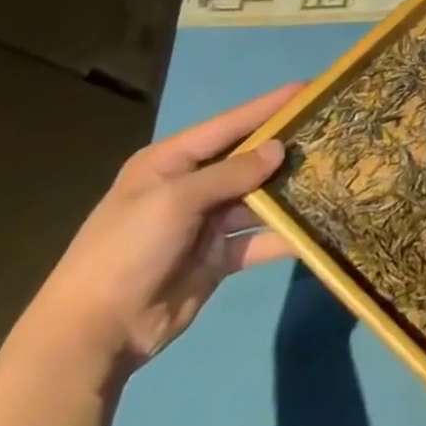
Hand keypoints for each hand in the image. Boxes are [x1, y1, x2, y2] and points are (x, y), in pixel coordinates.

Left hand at [21, 82, 304, 375]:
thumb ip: (231, 172)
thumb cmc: (126, 251)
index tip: (309, 88)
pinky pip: (259, 238)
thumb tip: (279, 150)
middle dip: (286, 148)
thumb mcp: (175, 201)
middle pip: (248, 159)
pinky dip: (285, 234)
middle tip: (332, 131)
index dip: (268, 106)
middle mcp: (190, 187)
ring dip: (290, 190)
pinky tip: (318, 225)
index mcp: (170, 163)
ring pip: (259, 198)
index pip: (229, 125)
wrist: (91, 337)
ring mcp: (206, 224)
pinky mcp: (218, 257)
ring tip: (334, 173)